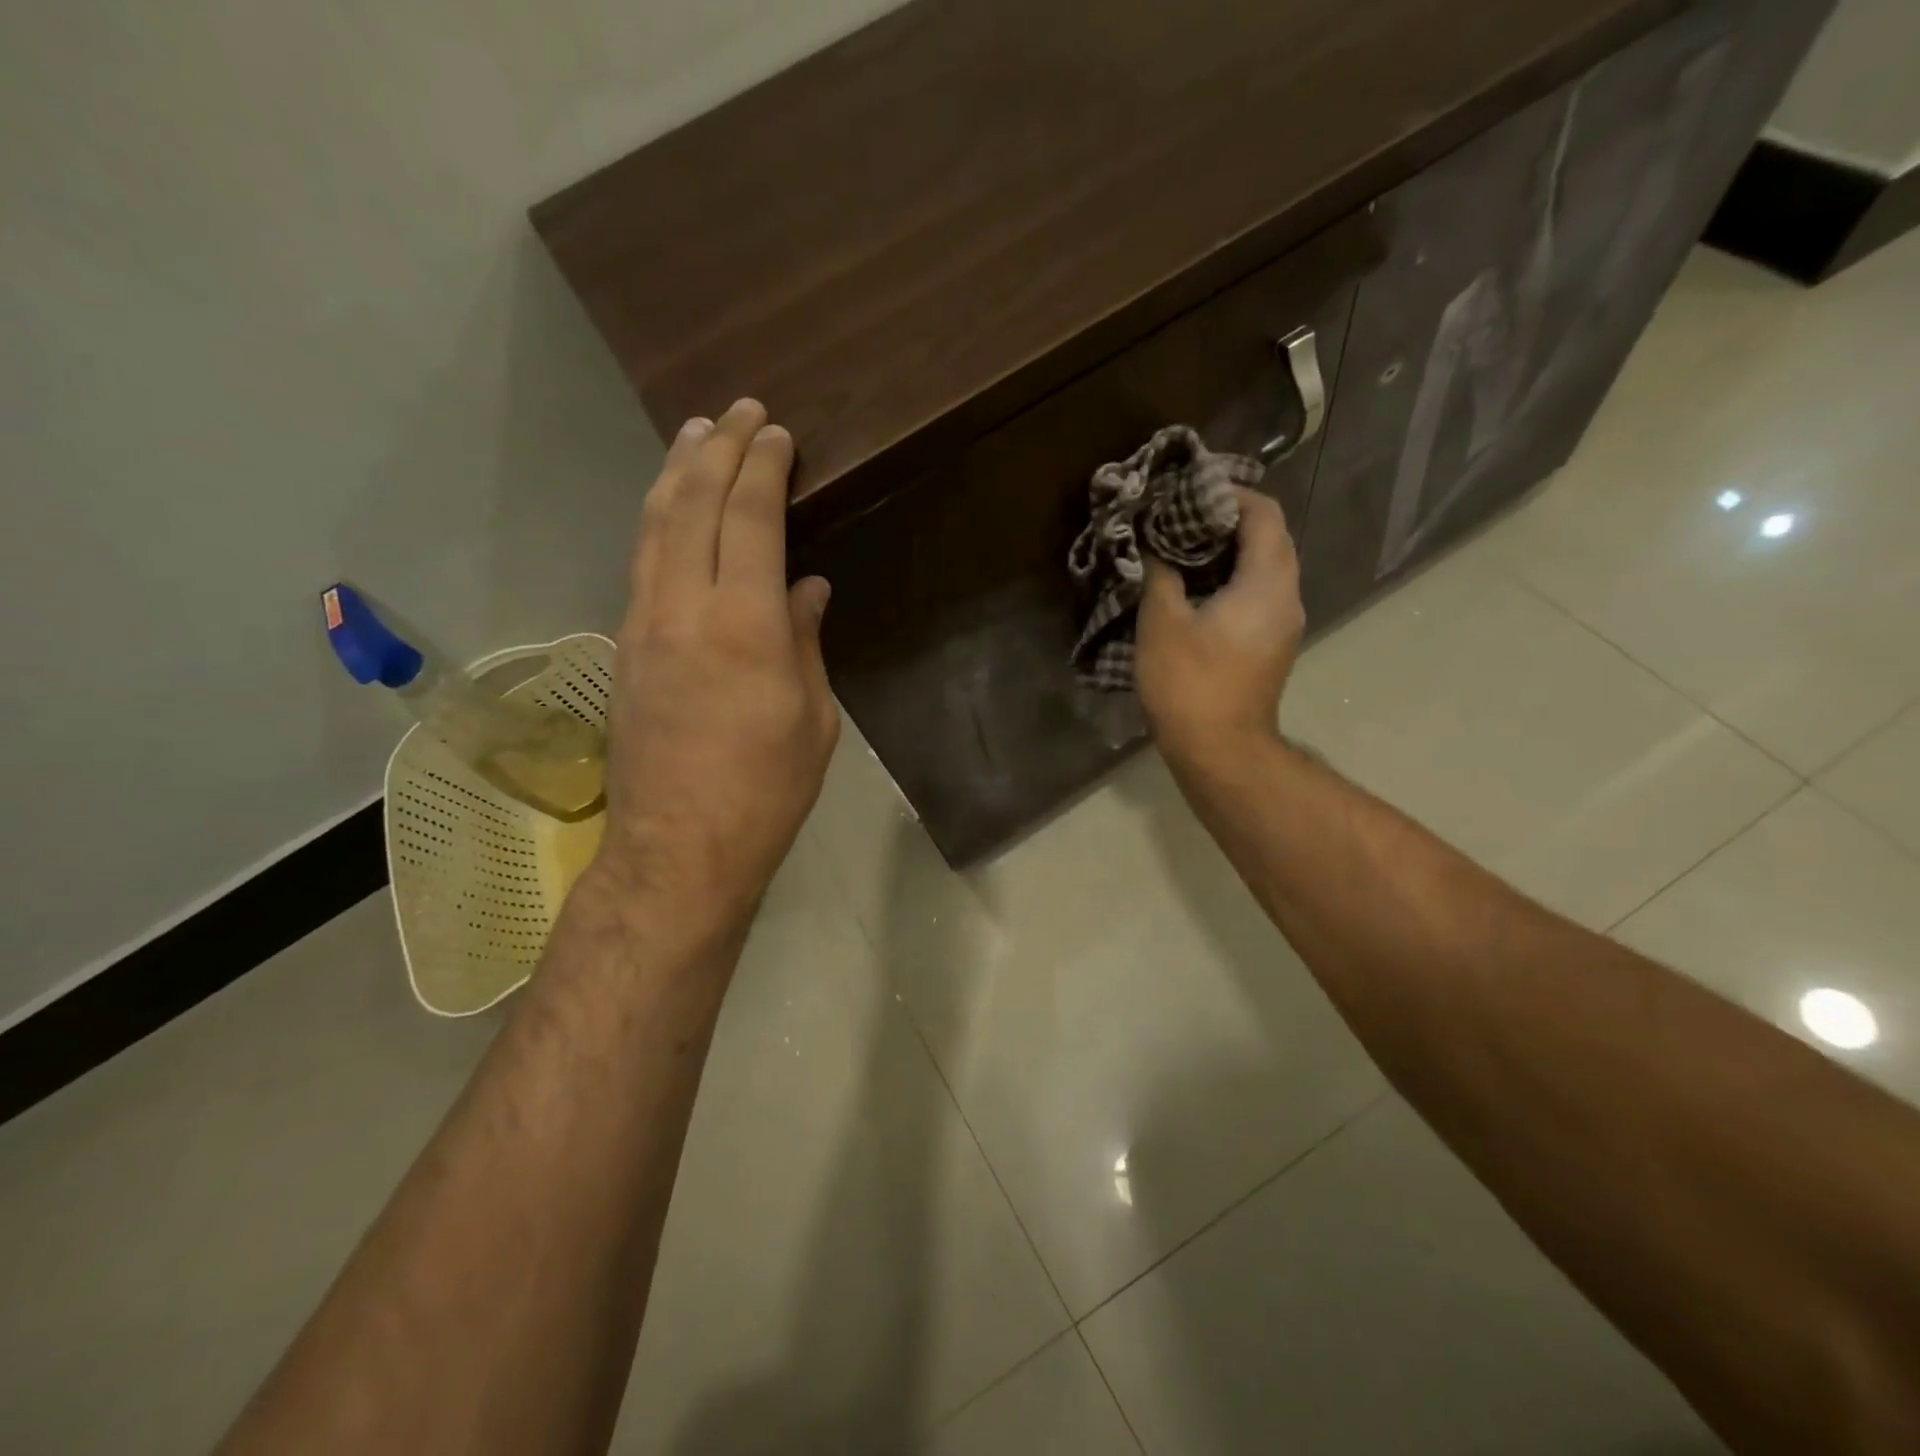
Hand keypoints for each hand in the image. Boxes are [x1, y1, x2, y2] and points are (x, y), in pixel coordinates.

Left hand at [593, 399, 839, 921]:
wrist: (680, 849)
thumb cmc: (766, 790)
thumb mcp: (811, 718)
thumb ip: (804, 642)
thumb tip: (805, 591)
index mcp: (742, 625)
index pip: (748, 519)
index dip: (762, 468)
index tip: (776, 432)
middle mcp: (683, 608)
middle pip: (691, 504)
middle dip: (716, 449)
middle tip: (736, 410)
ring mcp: (643, 625)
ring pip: (653, 527)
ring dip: (675, 474)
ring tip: (693, 435)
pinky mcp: (625, 648)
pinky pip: (642, 563)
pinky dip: (660, 521)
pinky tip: (671, 511)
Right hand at [1135, 487, 1304, 765]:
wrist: (1220, 750)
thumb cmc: (1190, 682)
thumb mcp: (1162, 622)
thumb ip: (1161, 574)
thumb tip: (1156, 549)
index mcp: (1267, 582)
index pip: (1264, 515)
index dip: (1231, 495)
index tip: (1192, 492)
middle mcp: (1287, 597)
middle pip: (1269, 539)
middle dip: (1228, 522)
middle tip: (1181, 518)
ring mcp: (1283, 624)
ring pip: (1264, 569)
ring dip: (1229, 553)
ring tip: (1182, 549)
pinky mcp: (1271, 646)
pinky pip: (1258, 595)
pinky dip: (1231, 580)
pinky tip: (1194, 589)